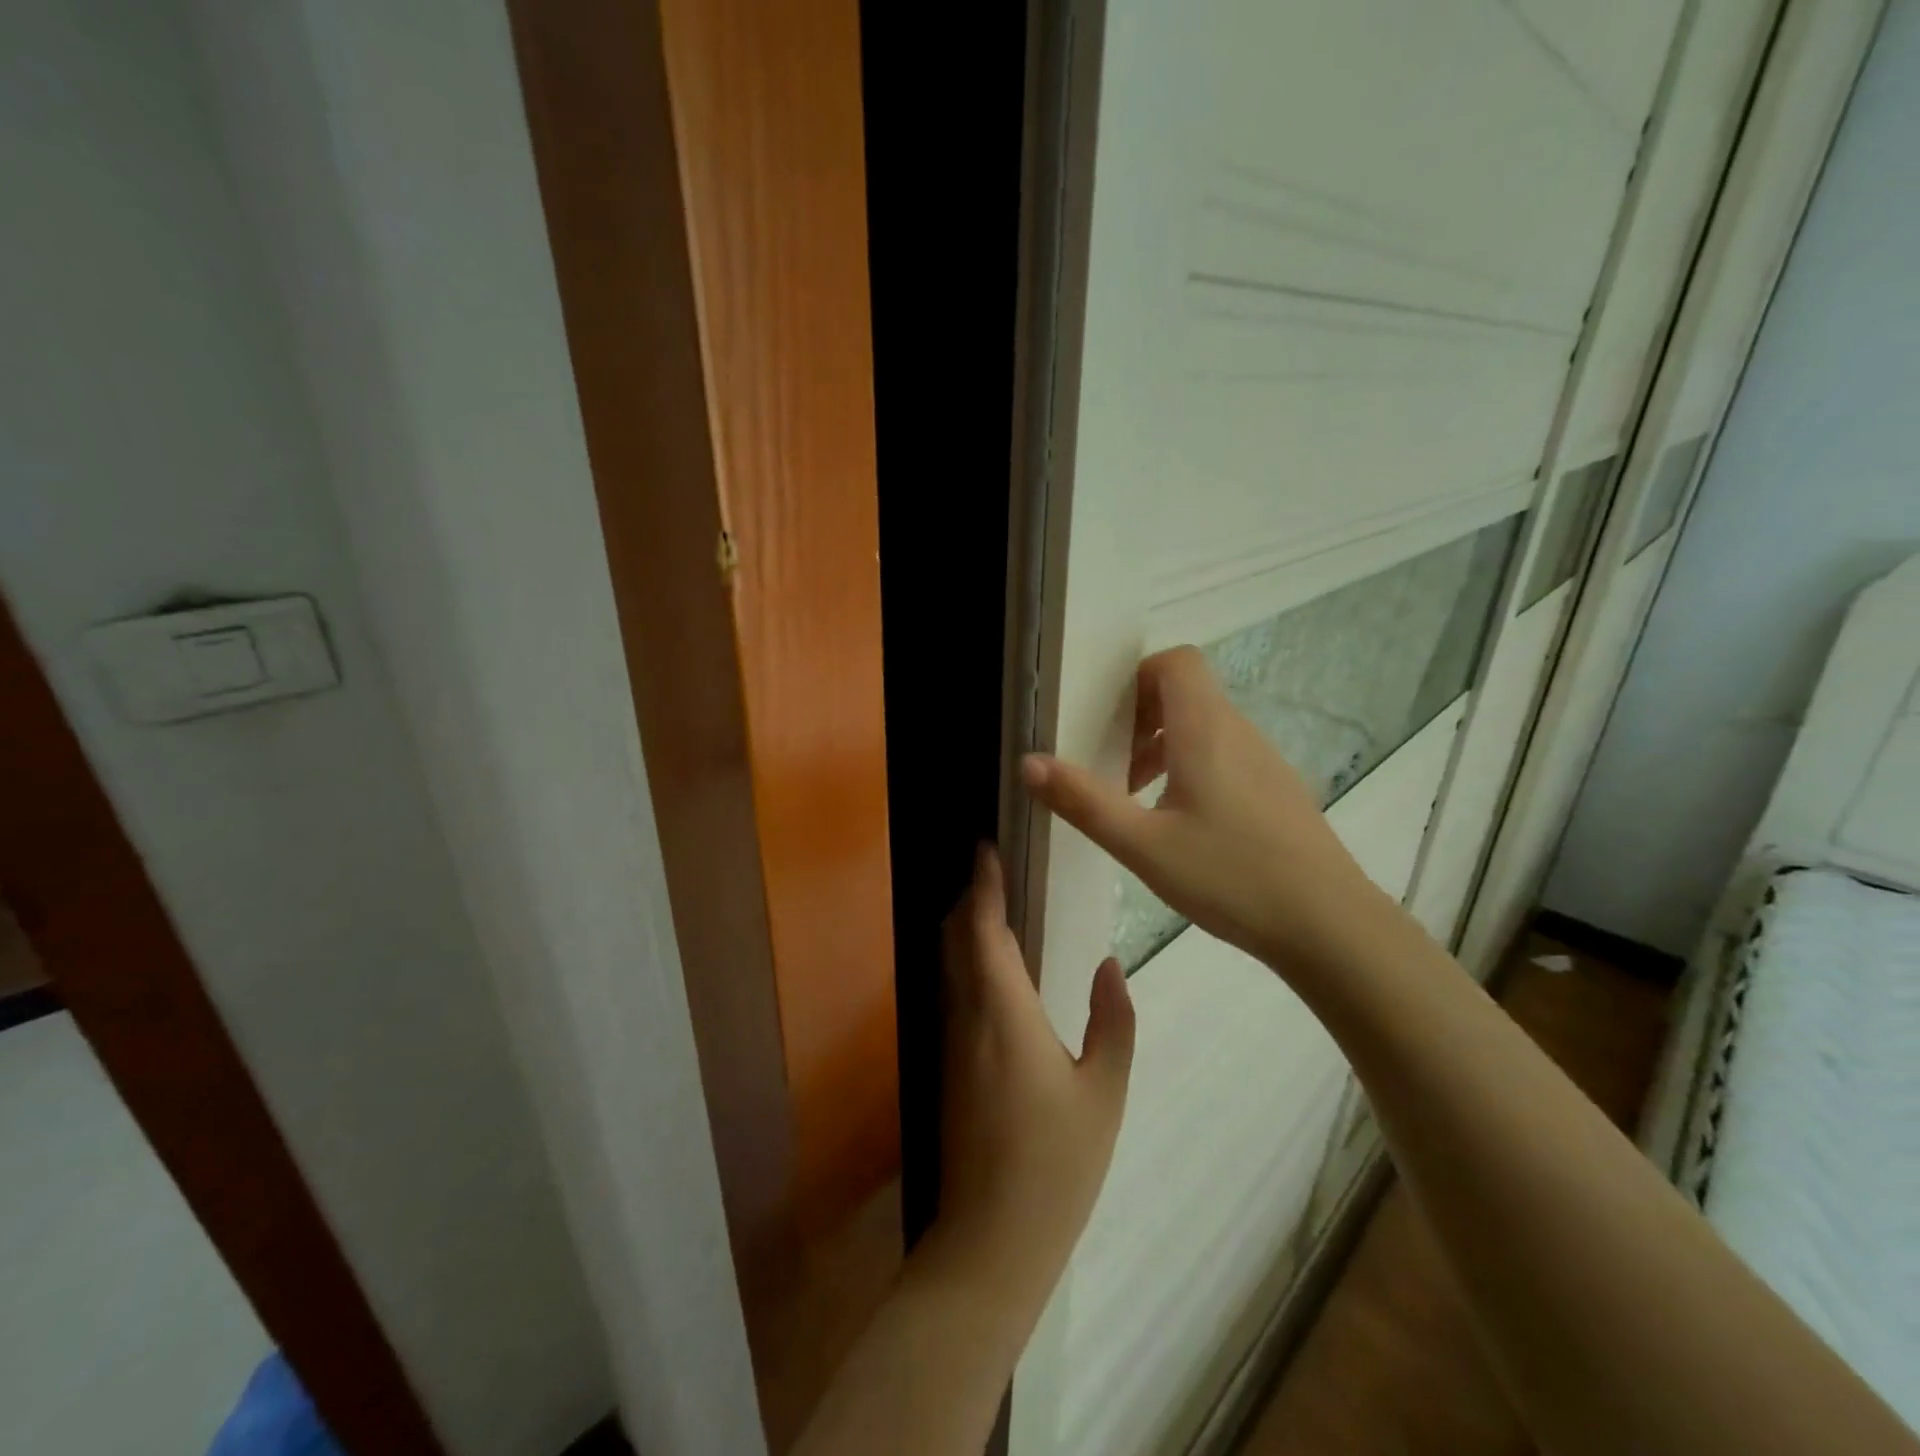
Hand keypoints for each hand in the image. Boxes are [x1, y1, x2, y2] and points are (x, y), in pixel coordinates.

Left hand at [935, 846, 1134, 1297]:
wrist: (992, 1238)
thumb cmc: (1057, 1164)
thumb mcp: (1104, 1092)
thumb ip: (1111, 1022)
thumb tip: (1109, 964)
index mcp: (1004, 1014)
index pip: (983, 930)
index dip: (982, 885)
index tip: (985, 847)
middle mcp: (967, 1017)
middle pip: (955, 938)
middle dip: (968, 897)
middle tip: (993, 867)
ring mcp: (951, 1040)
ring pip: (948, 963)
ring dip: (963, 926)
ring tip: (992, 901)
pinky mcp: (948, 1063)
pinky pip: (951, 989)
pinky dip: (963, 958)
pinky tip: (990, 964)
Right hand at [1021, 645, 1389, 972]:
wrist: (1328, 925)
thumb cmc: (1229, 876)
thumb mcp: (1142, 844)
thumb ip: (1083, 801)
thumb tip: (1028, 762)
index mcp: (1205, 730)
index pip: (1177, 661)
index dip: (1138, 676)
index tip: (1108, 719)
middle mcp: (1240, 732)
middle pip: (1187, 693)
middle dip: (1141, 718)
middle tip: (1113, 766)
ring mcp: (1266, 761)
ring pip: (1206, 727)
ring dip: (1165, 748)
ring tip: (1139, 799)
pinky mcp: (1279, 791)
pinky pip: (1227, 756)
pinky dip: (1194, 769)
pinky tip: (1184, 827)